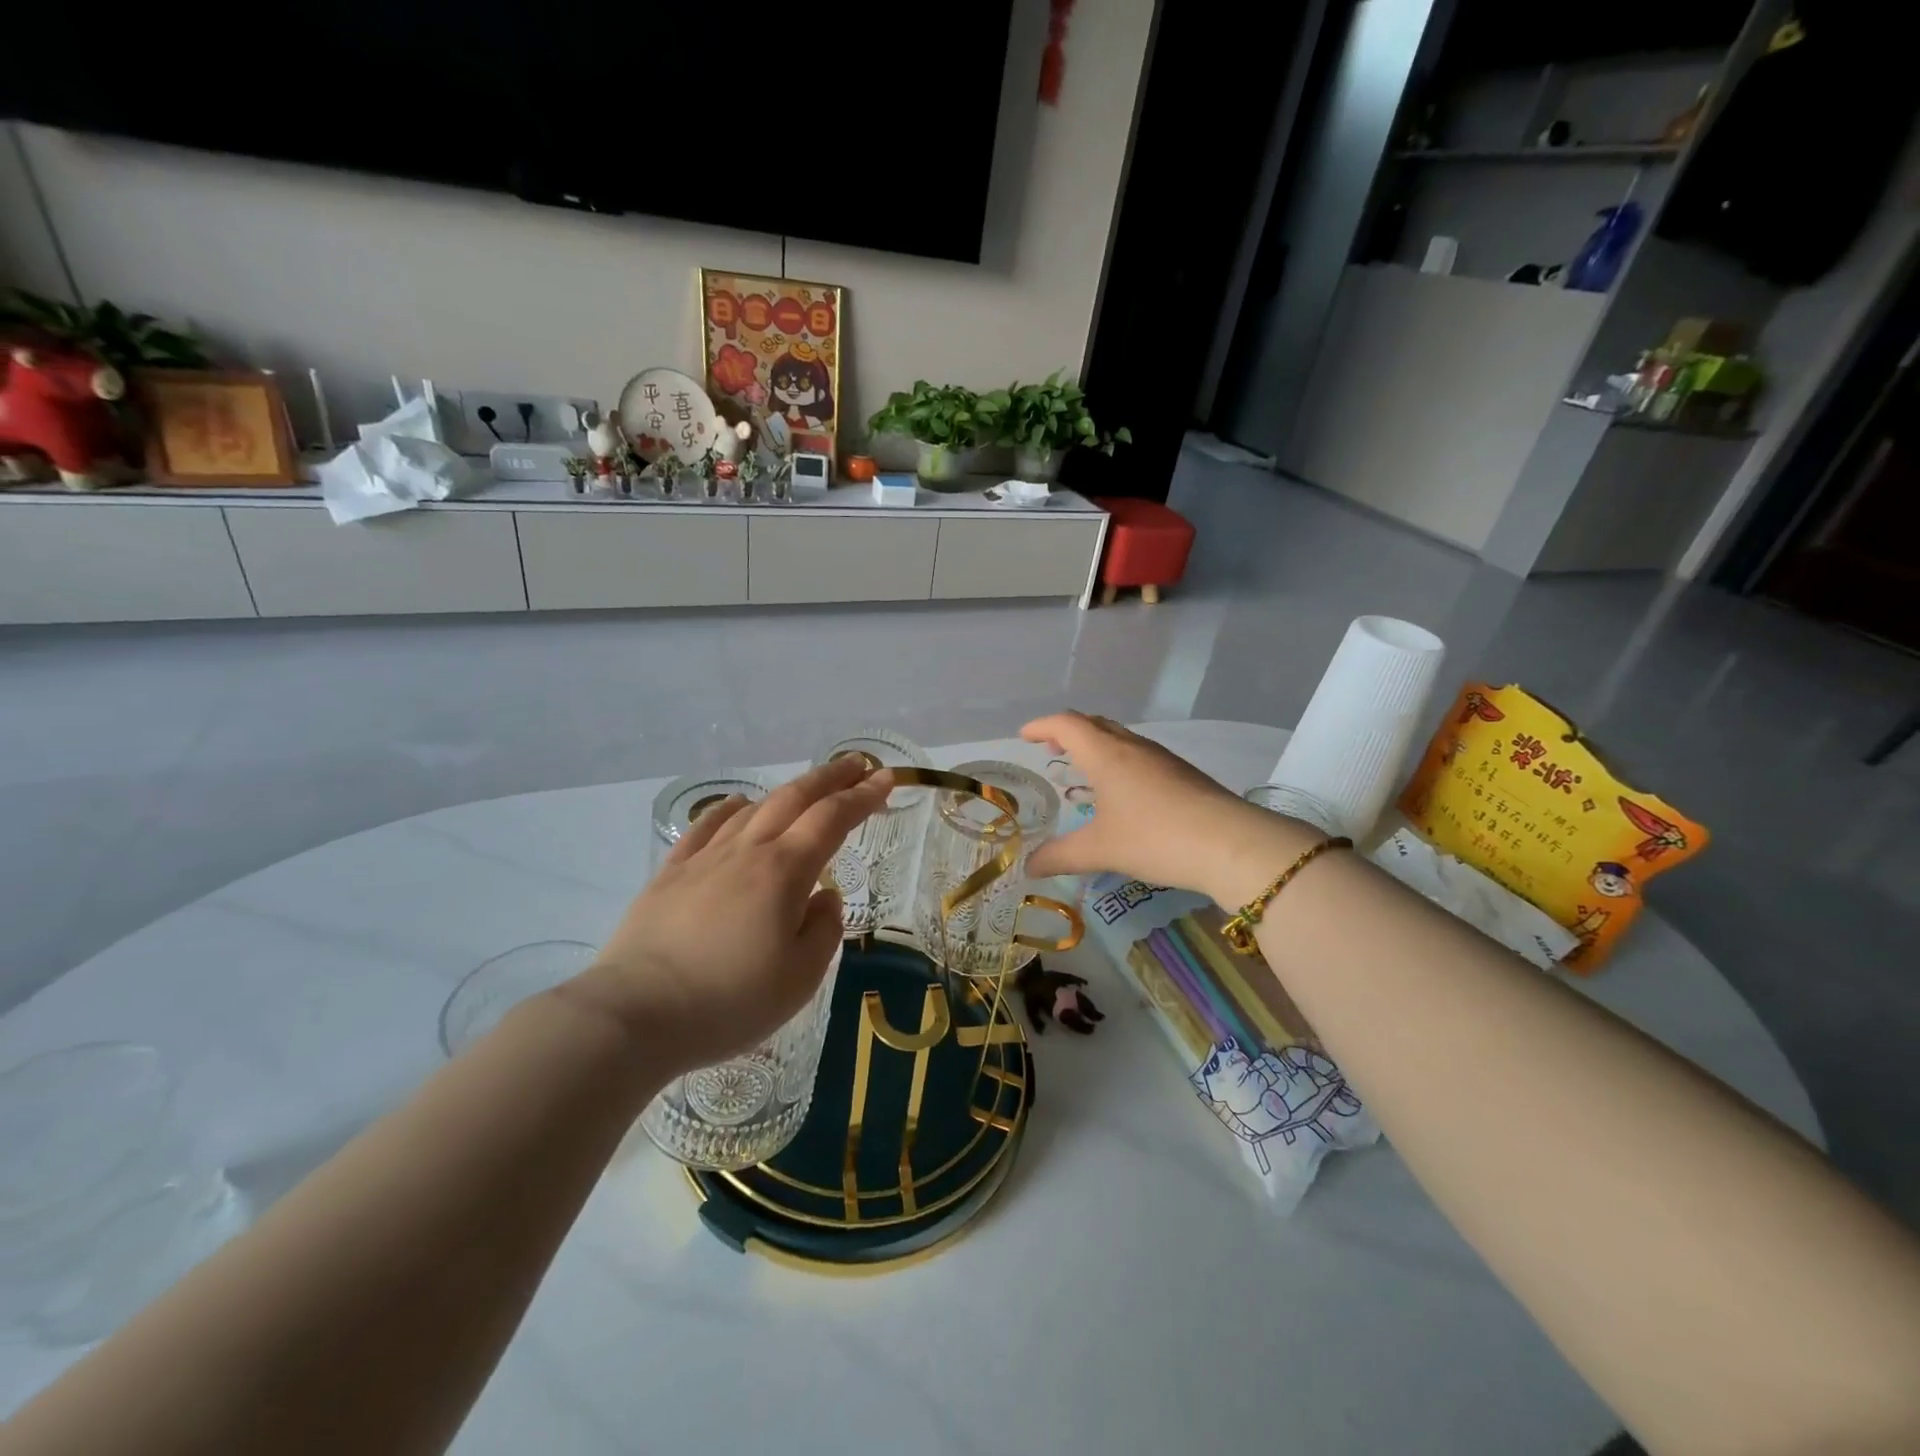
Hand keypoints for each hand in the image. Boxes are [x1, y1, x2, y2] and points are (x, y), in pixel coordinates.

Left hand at [565, 754, 890, 1074]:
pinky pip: (707, 827)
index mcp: (784, 872)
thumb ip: (824, 930)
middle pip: (794, 799)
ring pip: (754, 809)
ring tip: (807, 789)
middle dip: (830, 777)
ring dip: (787, 791)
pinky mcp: (670, 875)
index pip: (832, 819)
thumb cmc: (729, 1001)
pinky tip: (738, 806)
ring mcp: (704, 859)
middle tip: (856, 764)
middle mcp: (747, 852)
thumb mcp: (800, 978)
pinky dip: (730, 809)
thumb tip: (823, 898)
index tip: (886, 778)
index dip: (863, 796)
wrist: (636, 1015)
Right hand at [1021, 712, 1318, 907]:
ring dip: (1097, 745)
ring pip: (1121, 738)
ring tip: (1084, 767)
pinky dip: (1120, 761)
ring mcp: (1163, 759)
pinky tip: (1123, 792)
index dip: (1042, 726)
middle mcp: (1133, 747)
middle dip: (1068, 731)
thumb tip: (1028, 867)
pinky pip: (1140, 755)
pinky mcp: (1184, 774)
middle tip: (1051, 747)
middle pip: (1095, 724)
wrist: (1231, 844)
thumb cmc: (1154, 838)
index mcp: (1106, 754)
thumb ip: (1060, 857)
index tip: (1024, 736)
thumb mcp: (1100, 850)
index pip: (1067, 724)